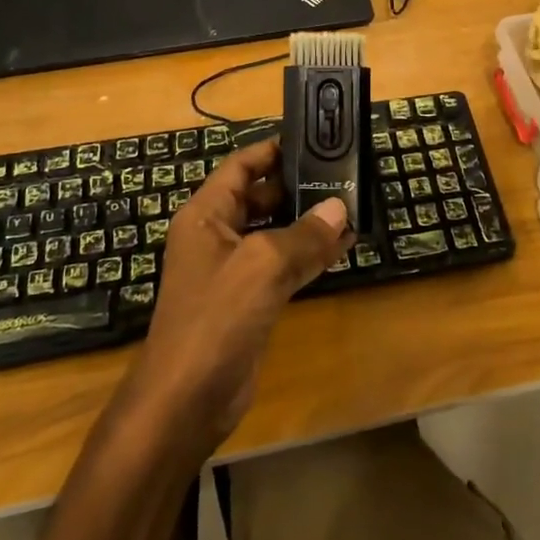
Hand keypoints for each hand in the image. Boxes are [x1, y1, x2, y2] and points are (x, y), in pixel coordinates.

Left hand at [123, 139, 350, 457]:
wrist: (186, 400)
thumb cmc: (216, 318)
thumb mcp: (263, 266)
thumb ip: (304, 235)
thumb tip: (340, 209)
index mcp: (207, 214)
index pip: (242, 165)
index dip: (274, 149)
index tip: (314, 140)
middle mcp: (217, 235)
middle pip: (261, 196)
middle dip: (299, 186)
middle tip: (345, 174)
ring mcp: (233, 270)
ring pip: (275, 232)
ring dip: (309, 222)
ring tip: (352, 206)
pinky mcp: (249, 300)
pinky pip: (283, 265)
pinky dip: (309, 254)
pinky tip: (343, 248)